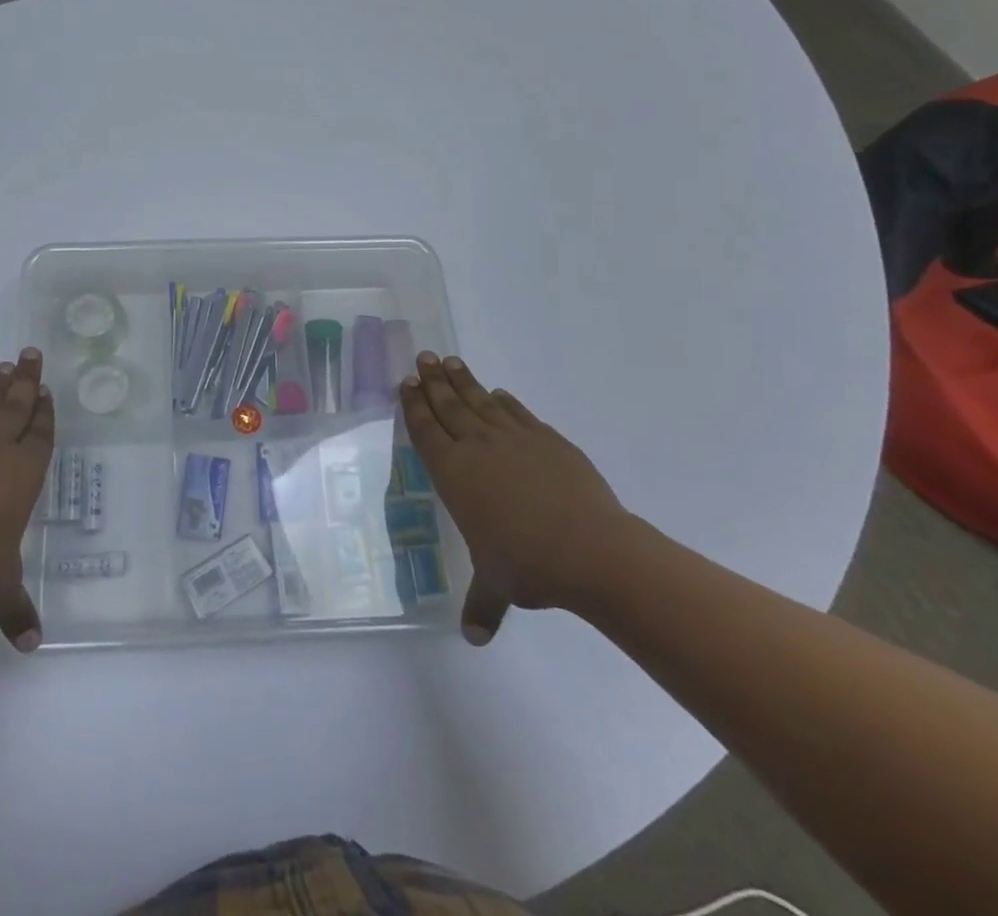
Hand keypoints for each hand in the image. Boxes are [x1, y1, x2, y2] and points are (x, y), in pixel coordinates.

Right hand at [400, 352, 633, 643]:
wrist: (590, 550)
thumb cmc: (528, 565)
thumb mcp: (497, 587)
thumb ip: (482, 605)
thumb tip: (474, 640)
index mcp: (453, 474)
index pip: (425, 430)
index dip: (414, 405)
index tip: (407, 382)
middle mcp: (477, 447)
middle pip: (448, 405)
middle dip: (433, 381)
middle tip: (423, 357)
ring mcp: (514, 439)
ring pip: (480, 401)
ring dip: (463, 380)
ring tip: (450, 360)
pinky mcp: (547, 440)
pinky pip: (517, 412)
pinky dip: (504, 401)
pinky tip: (499, 393)